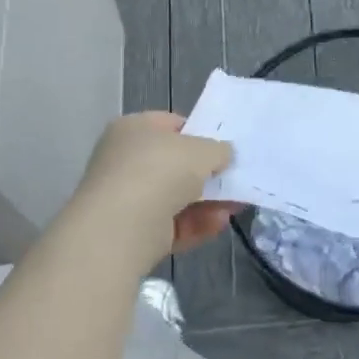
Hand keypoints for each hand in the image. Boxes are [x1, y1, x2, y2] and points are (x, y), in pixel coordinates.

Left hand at [75, 112, 239, 255]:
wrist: (122, 227)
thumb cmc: (160, 171)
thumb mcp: (201, 149)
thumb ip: (218, 149)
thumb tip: (223, 154)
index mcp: (133, 129)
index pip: (169, 125)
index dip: (198, 133)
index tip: (223, 147)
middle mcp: (126, 161)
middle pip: (175, 165)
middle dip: (207, 174)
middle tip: (235, 178)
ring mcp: (128, 199)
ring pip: (177, 198)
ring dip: (208, 201)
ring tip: (237, 205)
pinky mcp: (135, 232)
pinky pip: (173, 224)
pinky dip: (197, 224)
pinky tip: (220, 223)